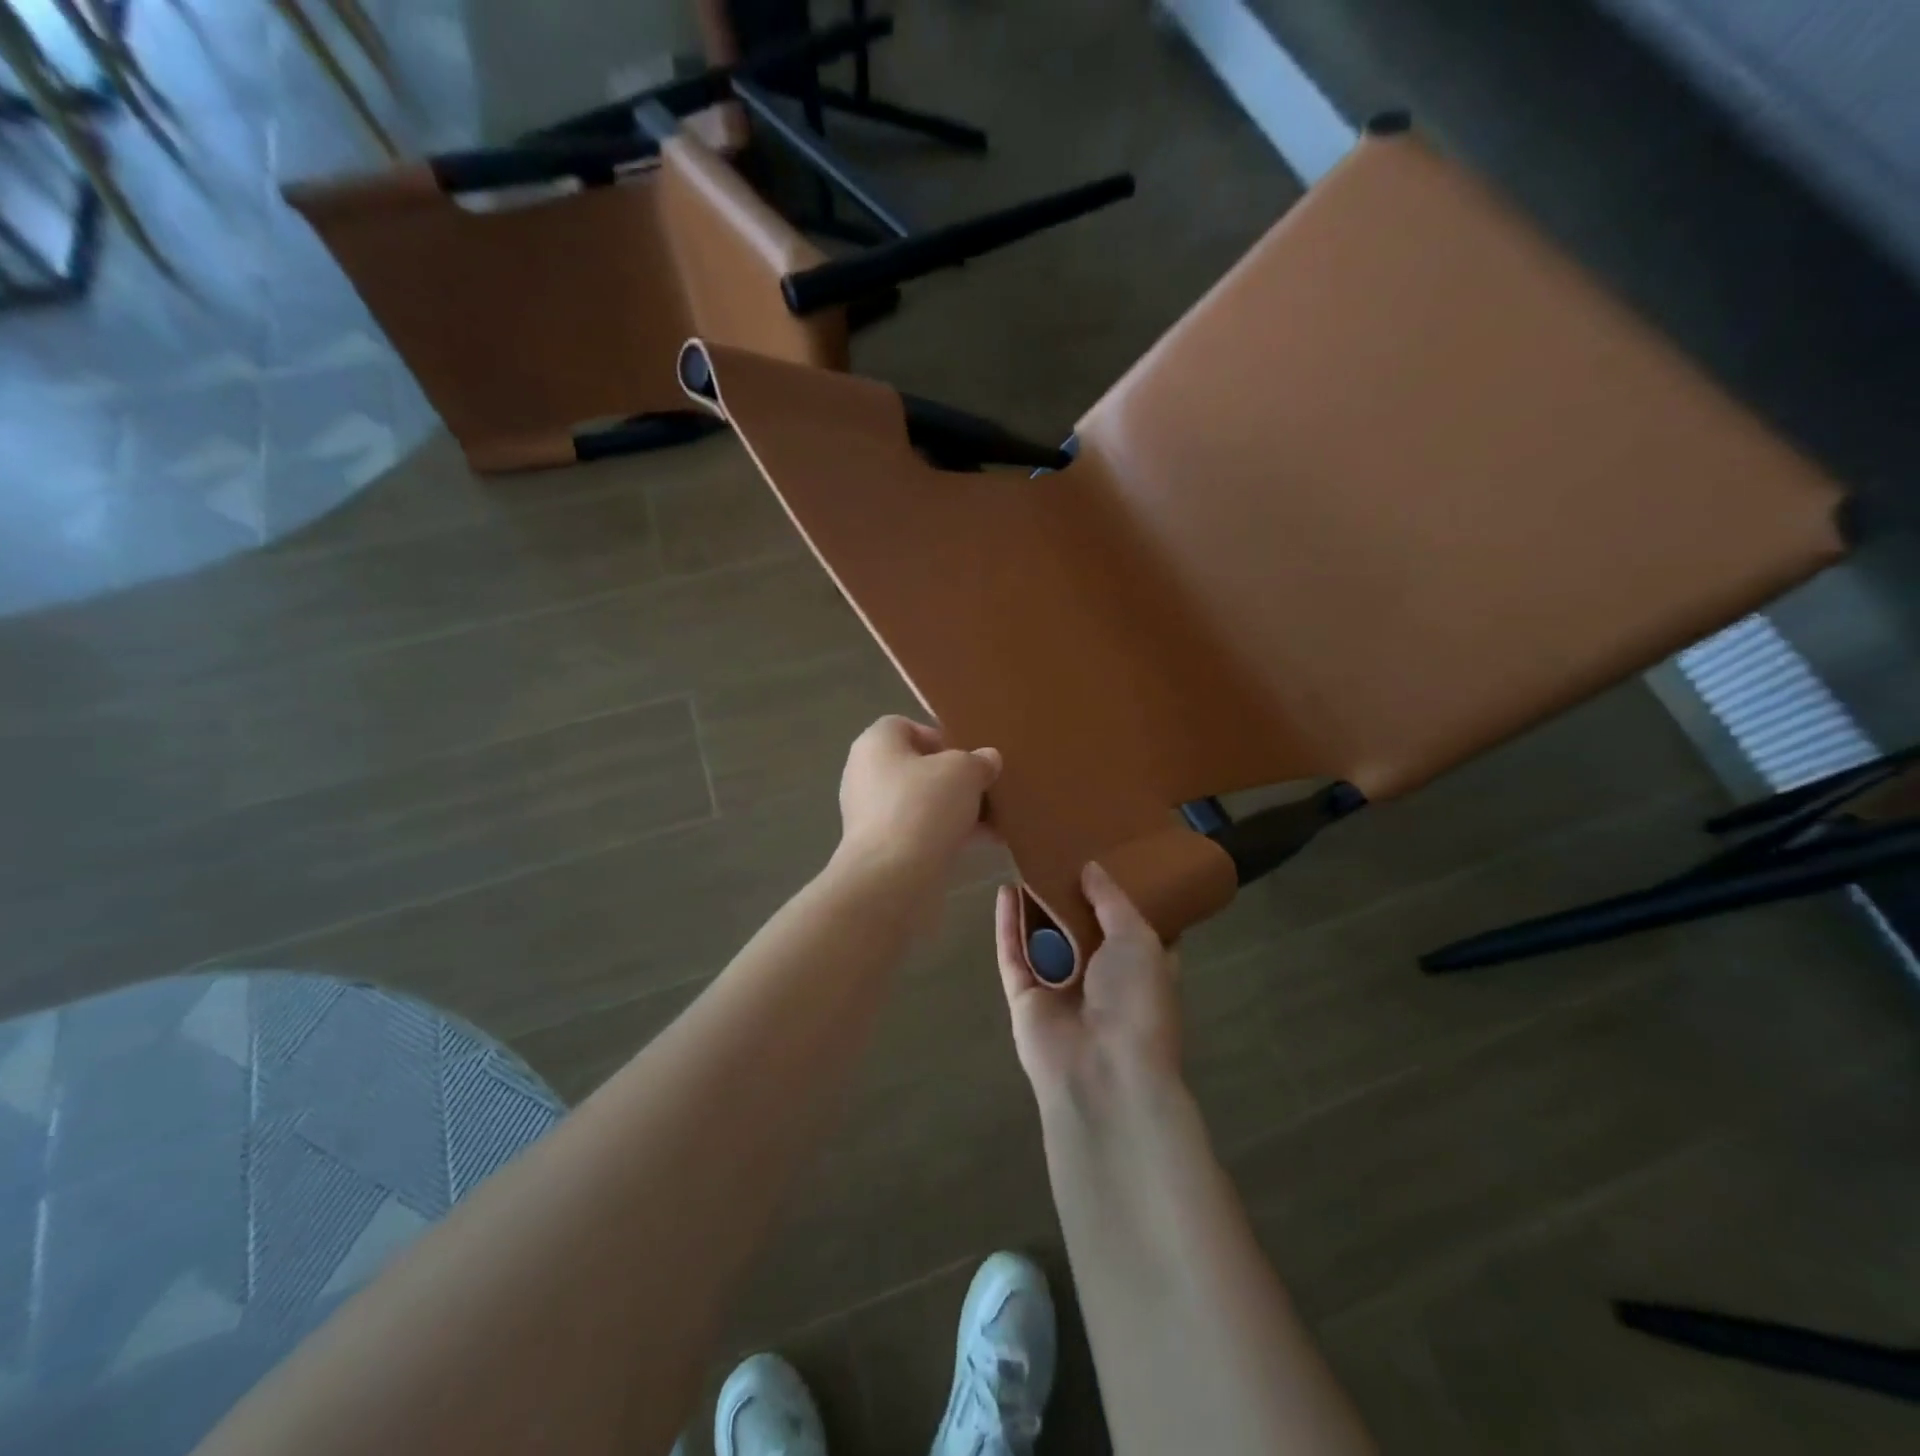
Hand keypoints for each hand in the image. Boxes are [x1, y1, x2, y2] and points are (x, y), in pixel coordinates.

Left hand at [835, 716, 1000, 880]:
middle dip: (954, 778)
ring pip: (922, 802)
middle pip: (917, 767)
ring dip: (956, 809)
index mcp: (875, 744)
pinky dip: (948, 834)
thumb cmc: (923, 807)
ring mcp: (871, 815)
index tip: (967, 756)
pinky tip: (983, 843)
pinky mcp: (882, 850)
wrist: (892, 879)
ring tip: (994, 819)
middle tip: (985, 788)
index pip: (905, 726)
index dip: (938, 737)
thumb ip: (978, 761)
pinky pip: (920, 832)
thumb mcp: (964, 772)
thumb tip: (987, 759)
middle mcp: (866, 775)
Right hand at [995, 863, 1182, 1107]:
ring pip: (1043, 939)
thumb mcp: (1139, 938)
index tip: (1109, 857)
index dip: (1119, 896)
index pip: (1131, 927)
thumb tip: (1091, 868)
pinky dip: (1008, 925)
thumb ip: (1111, 900)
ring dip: (1035, 905)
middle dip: (1071, 895)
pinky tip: (1004, 891)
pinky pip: (1013, 954)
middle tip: (1060, 850)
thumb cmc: (1136, 1000)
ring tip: (1027, 861)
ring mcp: (1059, 989)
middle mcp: (1100, 978)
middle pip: (1082, 929)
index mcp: (1139, 968)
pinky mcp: (1024, 998)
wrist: (1103, 1072)